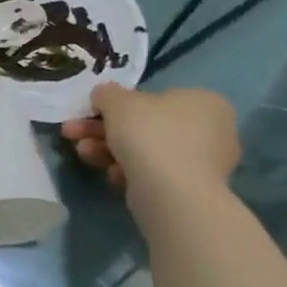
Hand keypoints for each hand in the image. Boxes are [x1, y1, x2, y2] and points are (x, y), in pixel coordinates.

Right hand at [60, 84, 239, 198]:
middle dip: (103, 129)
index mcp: (204, 102)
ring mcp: (205, 164)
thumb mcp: (117, 101)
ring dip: (107, 149)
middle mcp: (212, 130)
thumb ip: (107, 93)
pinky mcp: (192, 190)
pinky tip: (112, 175)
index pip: (155, 97)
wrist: (171, 193)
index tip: (91, 111)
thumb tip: (104, 95)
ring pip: (145, 150)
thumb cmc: (149, 134)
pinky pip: (154, 173)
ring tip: (82, 152)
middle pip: (145, 125)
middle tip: (74, 132)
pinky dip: (129, 172)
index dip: (117, 104)